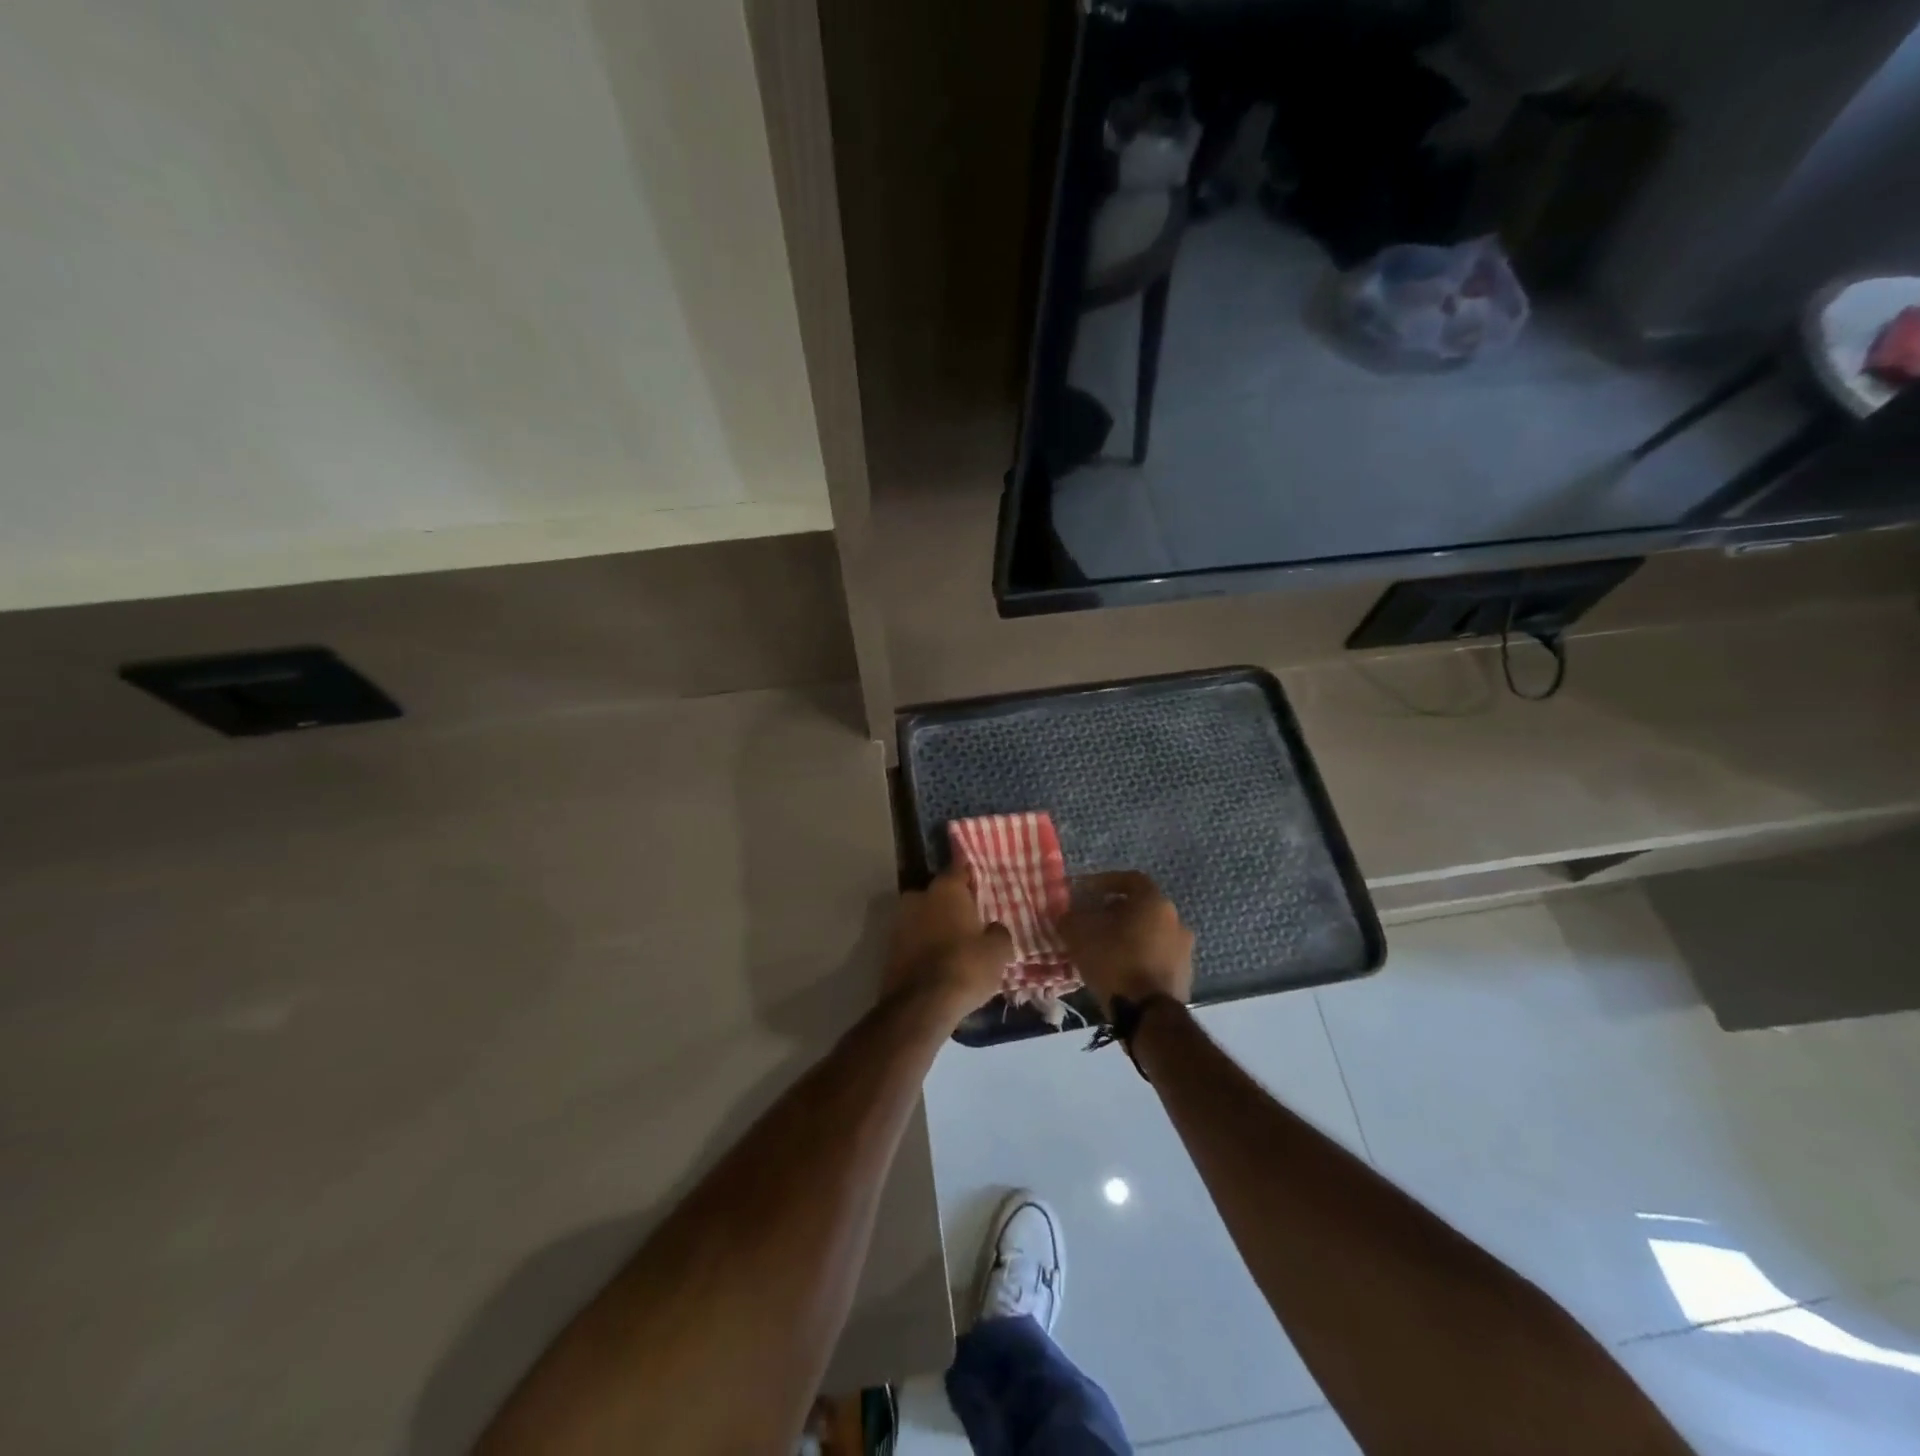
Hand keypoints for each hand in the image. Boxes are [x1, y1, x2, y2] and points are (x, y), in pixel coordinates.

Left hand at [882, 862, 1013, 1022]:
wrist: (920, 1006)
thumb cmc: (965, 967)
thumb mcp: (998, 951)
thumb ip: (997, 932)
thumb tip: (992, 928)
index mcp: (946, 889)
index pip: (960, 869)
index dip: (972, 877)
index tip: (983, 886)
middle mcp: (918, 897)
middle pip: (940, 895)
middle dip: (953, 905)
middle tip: (972, 921)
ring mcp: (900, 923)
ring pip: (924, 918)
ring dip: (937, 927)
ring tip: (957, 946)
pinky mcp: (889, 949)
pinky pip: (914, 941)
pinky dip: (925, 947)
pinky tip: (939, 963)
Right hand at [1058, 870, 1193, 1014]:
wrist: (1149, 1015)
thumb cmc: (1114, 962)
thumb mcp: (1079, 935)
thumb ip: (1070, 917)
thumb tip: (1068, 914)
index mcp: (1154, 902)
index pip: (1130, 879)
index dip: (1105, 882)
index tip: (1086, 892)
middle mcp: (1176, 920)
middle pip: (1142, 907)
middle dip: (1116, 911)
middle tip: (1093, 922)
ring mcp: (1184, 949)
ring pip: (1151, 933)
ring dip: (1129, 936)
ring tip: (1105, 950)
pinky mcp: (1185, 976)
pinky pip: (1157, 957)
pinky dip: (1140, 958)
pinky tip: (1121, 971)